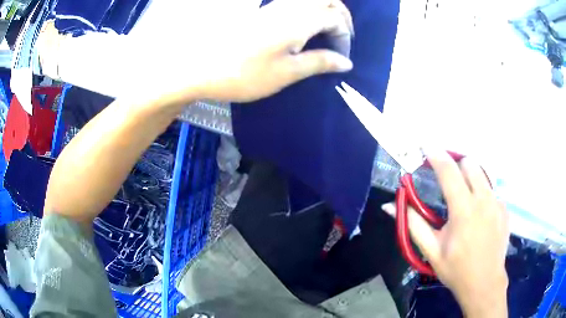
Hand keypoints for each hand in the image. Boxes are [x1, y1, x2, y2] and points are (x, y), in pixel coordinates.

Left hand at [155, 0, 353, 103]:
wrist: (197, 67)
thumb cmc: (242, 74)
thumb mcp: (285, 74)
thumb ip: (319, 63)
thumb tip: (345, 62)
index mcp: (298, 20)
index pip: (335, 18)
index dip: (344, 36)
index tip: (340, 57)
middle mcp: (288, 6)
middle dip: (340, 14)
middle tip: (340, 35)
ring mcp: (272, 5)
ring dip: (324, 10)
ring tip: (324, 32)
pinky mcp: (261, 10)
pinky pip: (293, 3)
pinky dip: (307, 11)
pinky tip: (302, 28)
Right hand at [382, 149, 508, 317]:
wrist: (484, 283)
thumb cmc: (456, 269)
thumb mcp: (431, 250)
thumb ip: (412, 224)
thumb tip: (390, 205)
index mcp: (463, 210)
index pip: (449, 172)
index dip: (436, 156)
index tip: (427, 148)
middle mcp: (483, 200)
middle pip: (470, 163)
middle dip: (457, 167)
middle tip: (449, 182)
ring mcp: (497, 203)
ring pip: (482, 175)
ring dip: (470, 180)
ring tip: (465, 201)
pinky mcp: (504, 209)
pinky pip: (491, 192)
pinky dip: (482, 196)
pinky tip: (480, 218)